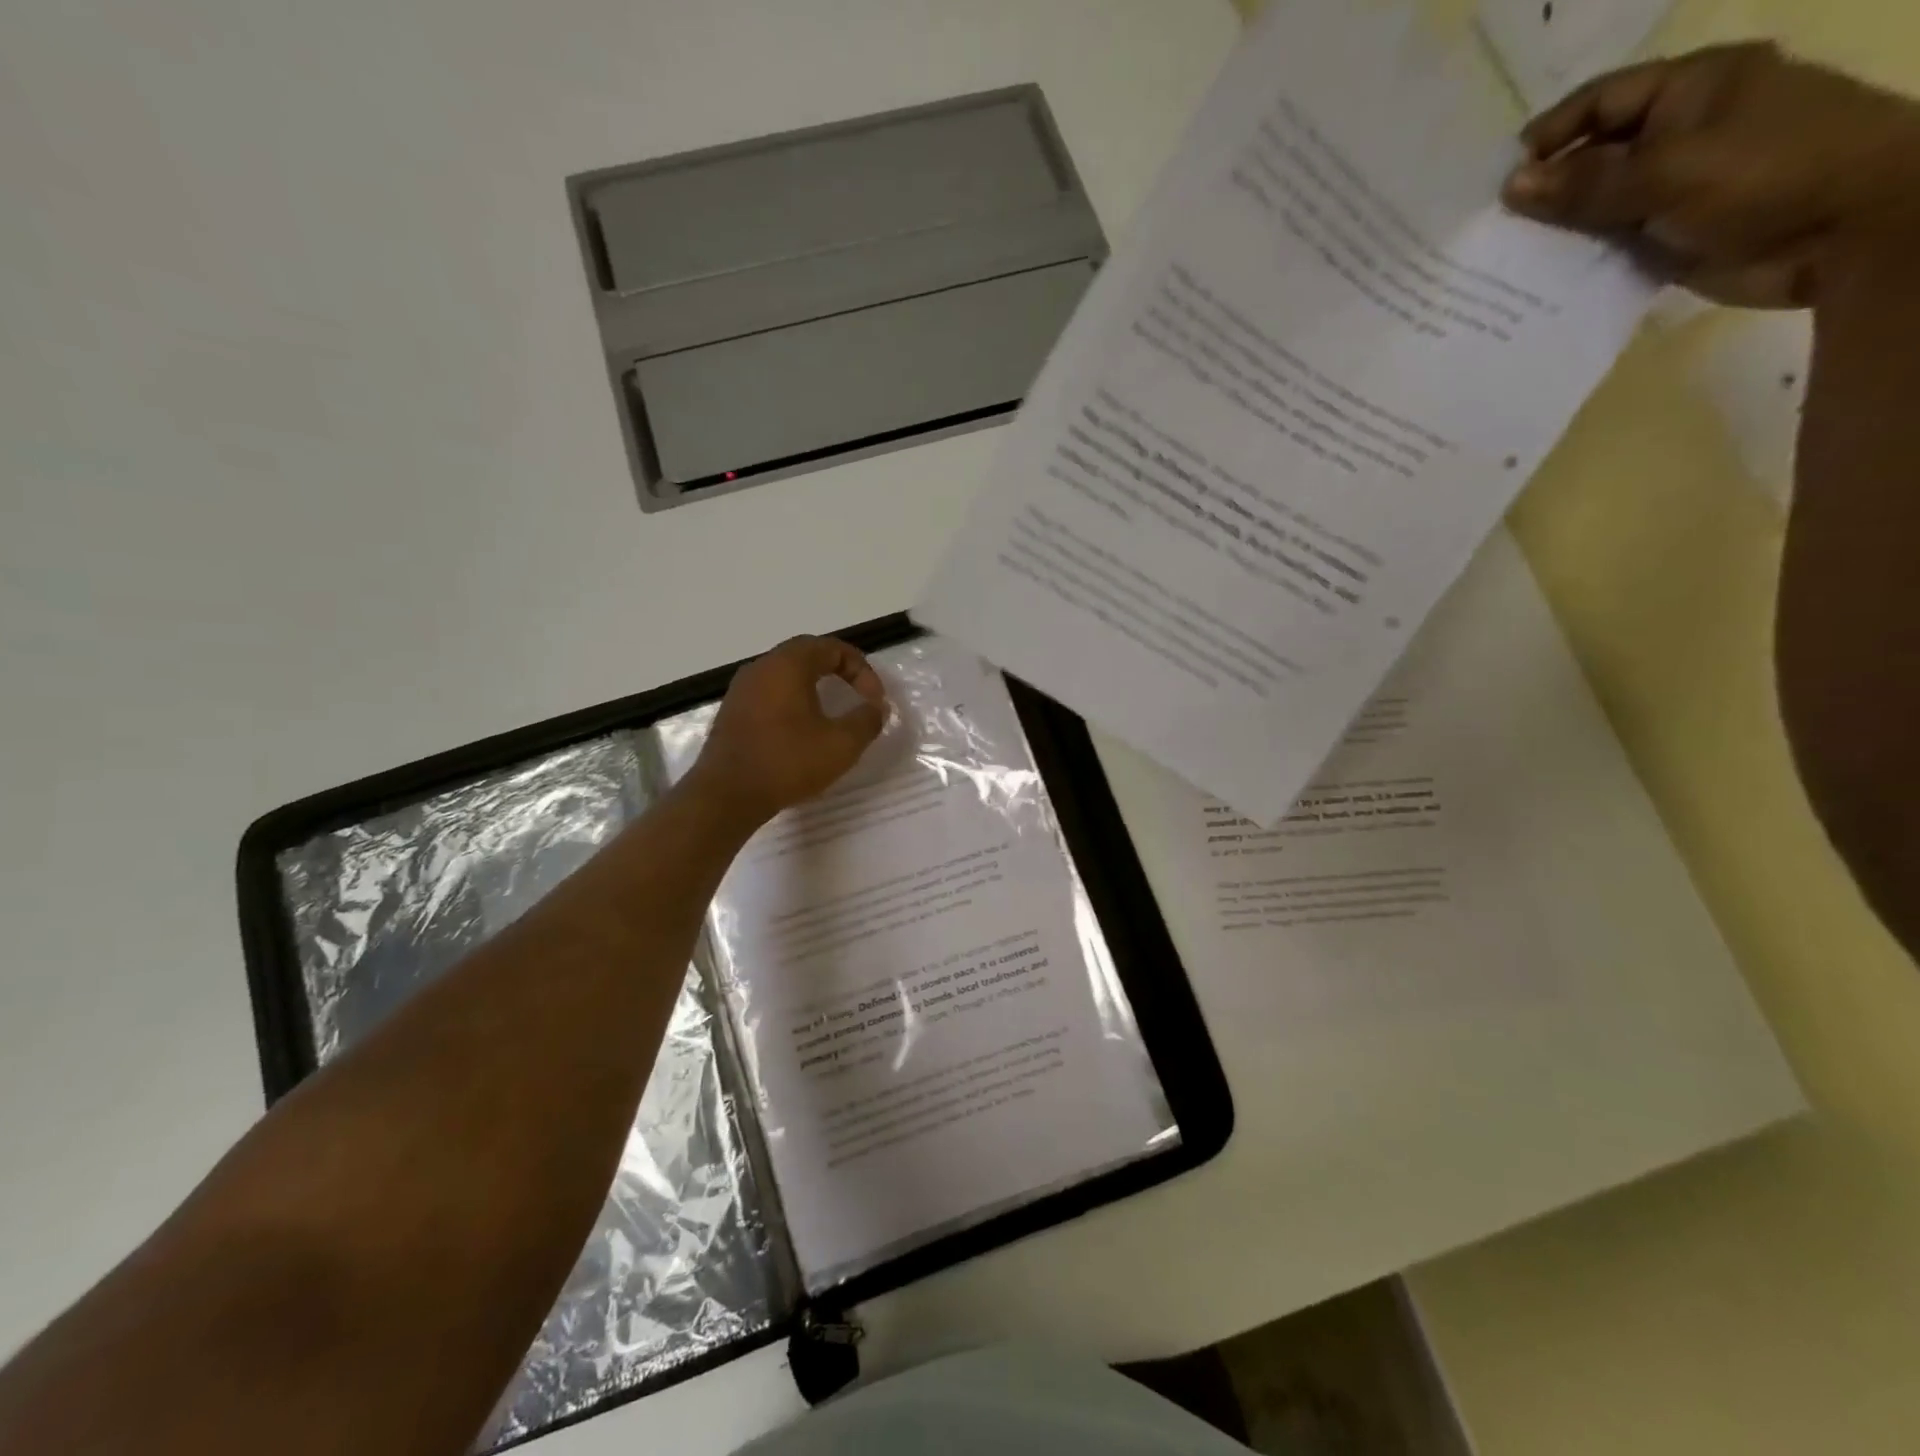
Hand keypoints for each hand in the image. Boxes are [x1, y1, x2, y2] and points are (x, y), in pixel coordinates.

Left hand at [686, 636, 888, 825]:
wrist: (726, 795)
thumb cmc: (787, 762)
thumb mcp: (841, 744)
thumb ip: (866, 721)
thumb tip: (876, 708)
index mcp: (788, 665)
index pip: (832, 648)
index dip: (861, 669)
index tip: (875, 700)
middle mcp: (761, 667)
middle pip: (807, 655)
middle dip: (838, 671)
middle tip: (858, 696)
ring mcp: (742, 689)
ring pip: (785, 675)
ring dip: (814, 687)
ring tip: (833, 713)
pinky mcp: (732, 713)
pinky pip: (769, 694)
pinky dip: (793, 702)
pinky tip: (802, 731)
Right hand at [1502, 43, 1919, 306]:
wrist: (1847, 231)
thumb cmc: (1767, 174)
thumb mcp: (1669, 171)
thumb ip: (1586, 183)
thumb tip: (1512, 186)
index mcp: (1690, 90)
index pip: (1601, 101)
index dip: (1549, 135)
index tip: (1499, 181)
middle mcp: (1678, 133)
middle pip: (1592, 156)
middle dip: (1543, 190)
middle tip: (1489, 230)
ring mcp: (1673, 188)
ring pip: (1595, 206)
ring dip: (1554, 233)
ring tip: (1501, 262)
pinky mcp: (1668, 236)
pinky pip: (1607, 246)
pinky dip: (1574, 262)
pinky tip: (1536, 283)